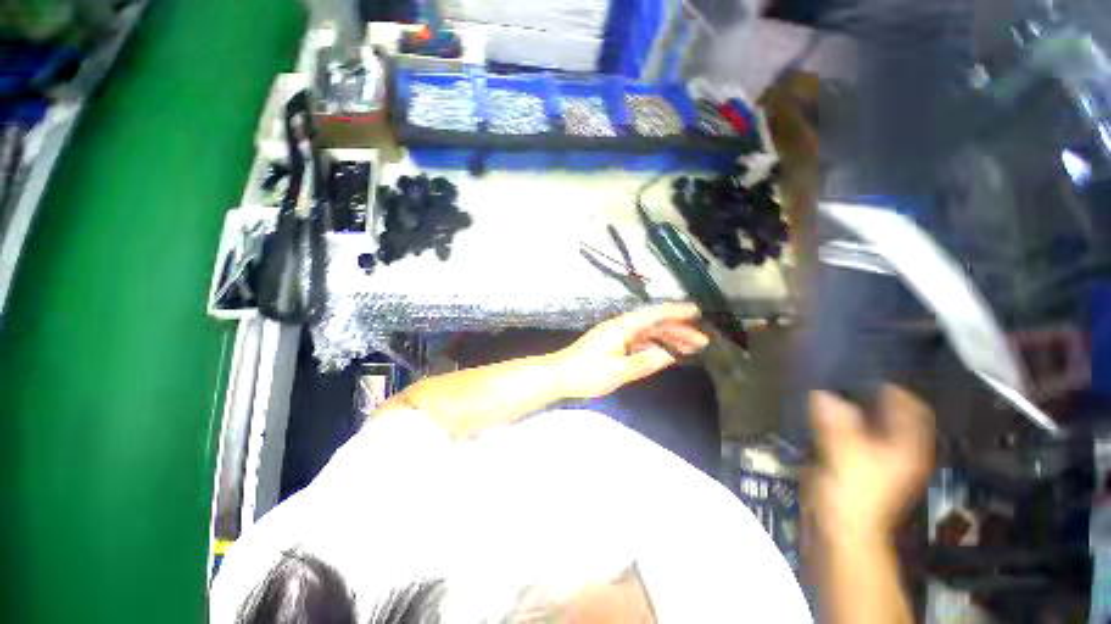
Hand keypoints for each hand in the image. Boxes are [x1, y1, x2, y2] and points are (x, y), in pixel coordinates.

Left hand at [556, 303, 709, 399]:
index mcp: (622, 327)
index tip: (696, 312)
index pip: (653, 315)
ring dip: (668, 338)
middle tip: (701, 341)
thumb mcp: (618, 371)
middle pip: (654, 324)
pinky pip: (639, 342)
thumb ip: (645, 362)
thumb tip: (669, 356)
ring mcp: (616, 335)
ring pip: (647, 333)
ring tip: (689, 348)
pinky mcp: (613, 345)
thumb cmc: (586, 373)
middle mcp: (621, 327)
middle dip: (678, 330)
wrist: (559, 375)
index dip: (675, 312)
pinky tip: (665, 354)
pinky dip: (654, 346)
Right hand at [808, 386, 934, 542]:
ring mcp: (873, 455)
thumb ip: (836, 424)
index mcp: (907, 448)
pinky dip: (835, 419)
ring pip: (866, 421)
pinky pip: (846, 431)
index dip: (897, 389)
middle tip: (845, 375)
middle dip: (868, 394)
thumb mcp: (847, 456)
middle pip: (888, 413)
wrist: (839, 527)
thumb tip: (823, 395)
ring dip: (849, 407)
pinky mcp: (852, 461)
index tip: (872, 372)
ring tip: (829, 388)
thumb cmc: (854, 494)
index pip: (913, 409)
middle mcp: (895, 448)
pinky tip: (819, 411)